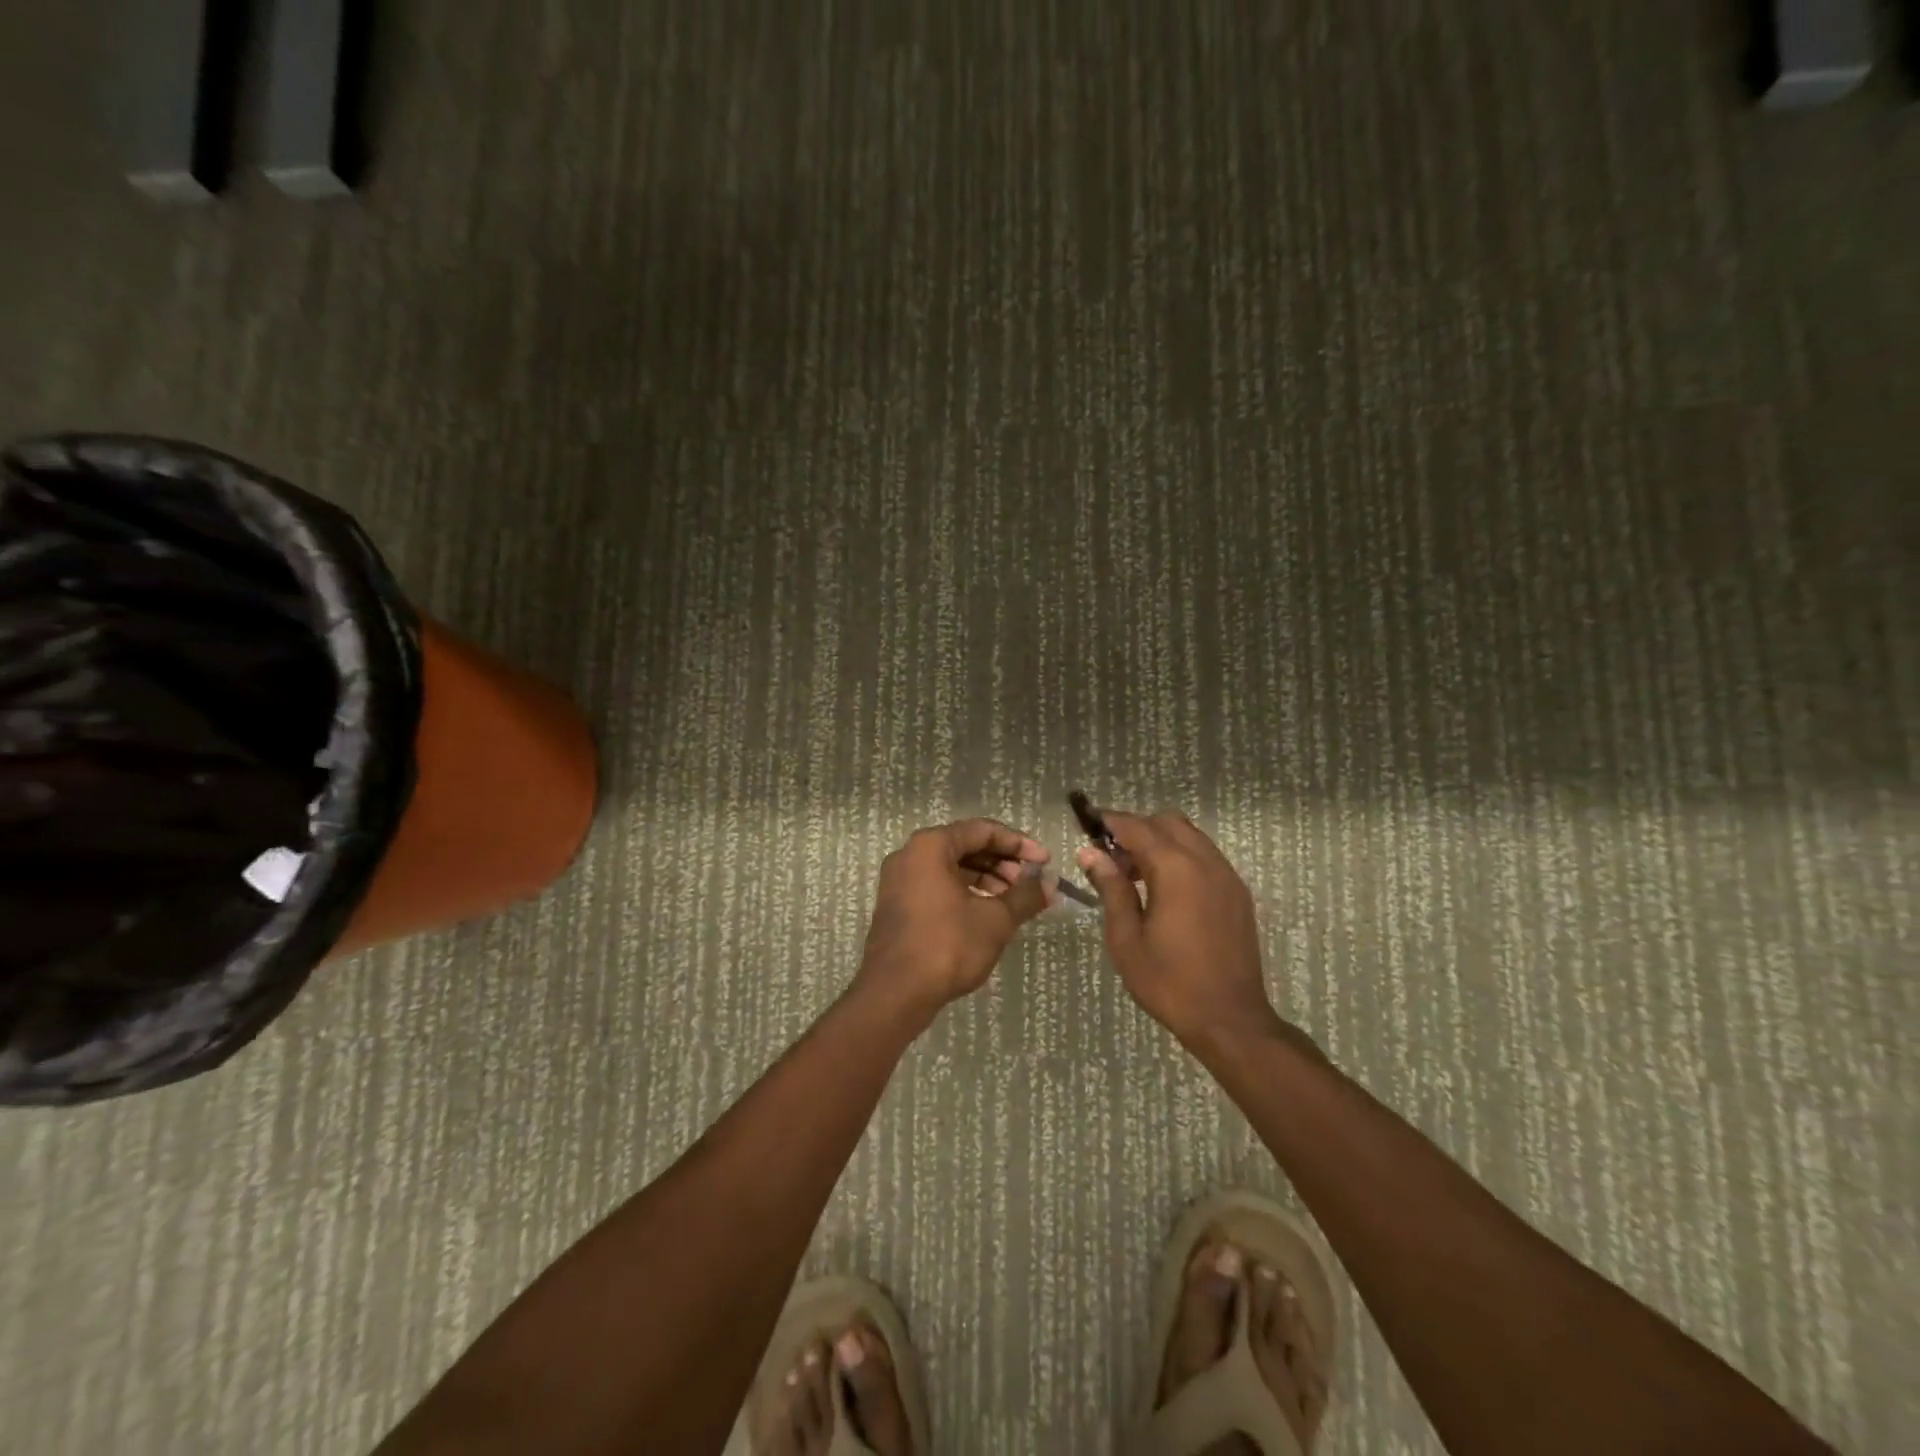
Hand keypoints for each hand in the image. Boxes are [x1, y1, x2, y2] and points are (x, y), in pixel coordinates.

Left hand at [854, 819, 1050, 1025]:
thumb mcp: (996, 920)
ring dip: (986, 879)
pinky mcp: (898, 905)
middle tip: (1030, 884)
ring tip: (1014, 902)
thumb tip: (1051, 882)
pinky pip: (937, 885)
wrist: (895, 993)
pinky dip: (965, 892)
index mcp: (931, 846)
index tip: (1044, 861)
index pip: (983, 830)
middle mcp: (910, 854)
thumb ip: (1026, 896)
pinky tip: (987, 913)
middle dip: (1002, 862)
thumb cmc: (948, 946)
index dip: (1018, 844)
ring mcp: (899, 880)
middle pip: (965, 846)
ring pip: (951, 868)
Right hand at [1078, 809, 1285, 1052]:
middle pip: (1167, 822)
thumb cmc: (1168, 982)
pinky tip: (1166, 891)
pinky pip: (1206, 856)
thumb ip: (1111, 888)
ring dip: (1161, 841)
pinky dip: (1182, 857)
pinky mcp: (1238, 893)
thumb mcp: (1126, 938)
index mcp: (1175, 869)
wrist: (1229, 1019)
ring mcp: (1227, 876)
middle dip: (1137, 829)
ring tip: (1137, 875)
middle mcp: (1205, 862)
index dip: (1110, 821)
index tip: (1088, 823)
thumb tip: (1091, 854)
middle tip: (1112, 857)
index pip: (1137, 827)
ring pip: (1190, 836)